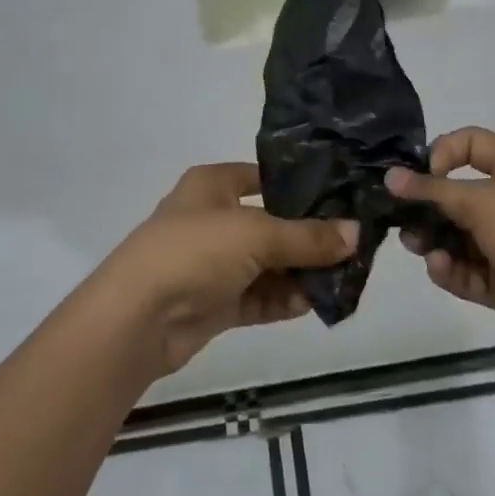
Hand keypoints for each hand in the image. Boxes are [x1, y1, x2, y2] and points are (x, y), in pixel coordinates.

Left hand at [94, 163, 356, 376]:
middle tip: (354, 244)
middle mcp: (213, 218)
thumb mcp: (256, 234)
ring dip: (299, 273)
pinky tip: (311, 304)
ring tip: (342, 279)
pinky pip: (257, 297)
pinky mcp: (214, 303)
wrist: (137, 318)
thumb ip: (307, 237)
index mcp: (212, 184)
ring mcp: (212, 263)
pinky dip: (282, 300)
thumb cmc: (194, 251)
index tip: (343, 197)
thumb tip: (357, 233)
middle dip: (309, 237)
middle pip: (271, 223)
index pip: (264, 176)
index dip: (300, 185)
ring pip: (267, 264)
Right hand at [390, 127, 494, 362]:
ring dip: (434, 240)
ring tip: (417, 247)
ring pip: (459, 236)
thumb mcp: (483, 202)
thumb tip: (391, 175)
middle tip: (401, 218)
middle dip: (428, 206)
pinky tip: (440, 269)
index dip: (442, 153)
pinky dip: (451, 269)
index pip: (471, 144)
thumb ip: (433, 190)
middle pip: (459, 194)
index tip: (420, 176)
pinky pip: (468, 270)